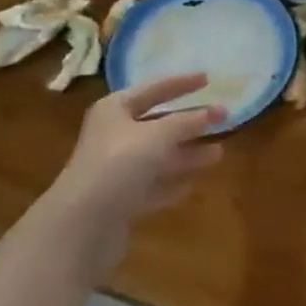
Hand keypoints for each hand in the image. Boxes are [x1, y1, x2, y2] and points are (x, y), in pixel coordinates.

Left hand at [47, 74, 223, 280]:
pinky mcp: (120, 201)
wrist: (81, 226)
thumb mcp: (158, 136)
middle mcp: (114, 136)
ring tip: (219, 153)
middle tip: (224, 118)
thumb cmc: (119, 165)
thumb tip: (213, 112)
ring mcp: (116, 170)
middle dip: (190, 123)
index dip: (181, 83)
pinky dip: (172, 182)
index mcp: (115, 110)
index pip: (154, 89)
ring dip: (187, 154)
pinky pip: (153, 186)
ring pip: (159, 157)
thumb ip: (187, 122)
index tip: (208, 79)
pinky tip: (193, 184)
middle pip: (158, 124)